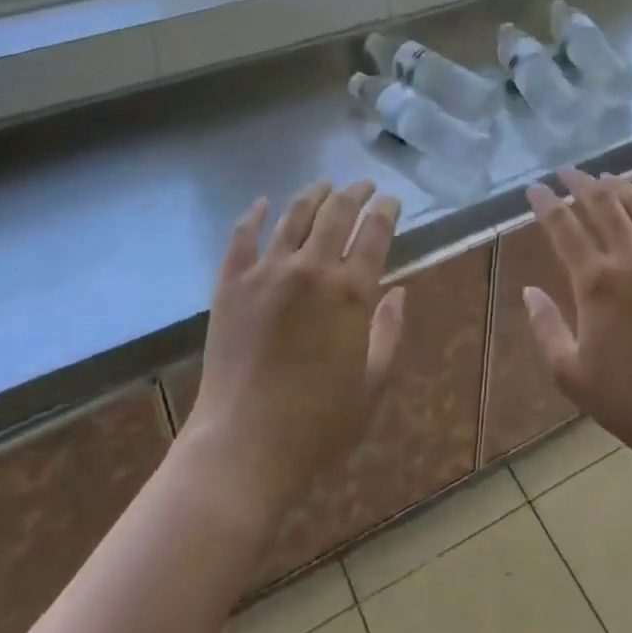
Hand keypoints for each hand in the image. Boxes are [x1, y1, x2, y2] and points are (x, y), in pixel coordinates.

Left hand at [180, 181, 405, 526]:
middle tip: (364, 186)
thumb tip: (400, 293)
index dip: (386, 211)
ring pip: (294, 216)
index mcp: (350, 292)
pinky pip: (242, 238)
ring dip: (314, 195)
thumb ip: (389, 333)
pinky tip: (262, 203)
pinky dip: (253, 216)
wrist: (243, 447)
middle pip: (337, 213)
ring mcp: (267, 273)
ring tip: (325, 185)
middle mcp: (311, 269)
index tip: (391, 201)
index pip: (375, 233)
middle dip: (355, 193)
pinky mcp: (231, 284)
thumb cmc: (317, 425)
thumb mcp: (371, 385)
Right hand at [523, 167, 631, 474]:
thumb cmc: (627, 401)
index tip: (535, 189)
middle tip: (566, 172)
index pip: (564, 225)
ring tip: (606, 178)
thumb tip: (528, 290)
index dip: (546, 202)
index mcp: (597, 281)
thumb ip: (544, 326)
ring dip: (619, 186)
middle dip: (580, 182)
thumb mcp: (569, 372)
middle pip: (603, 203)